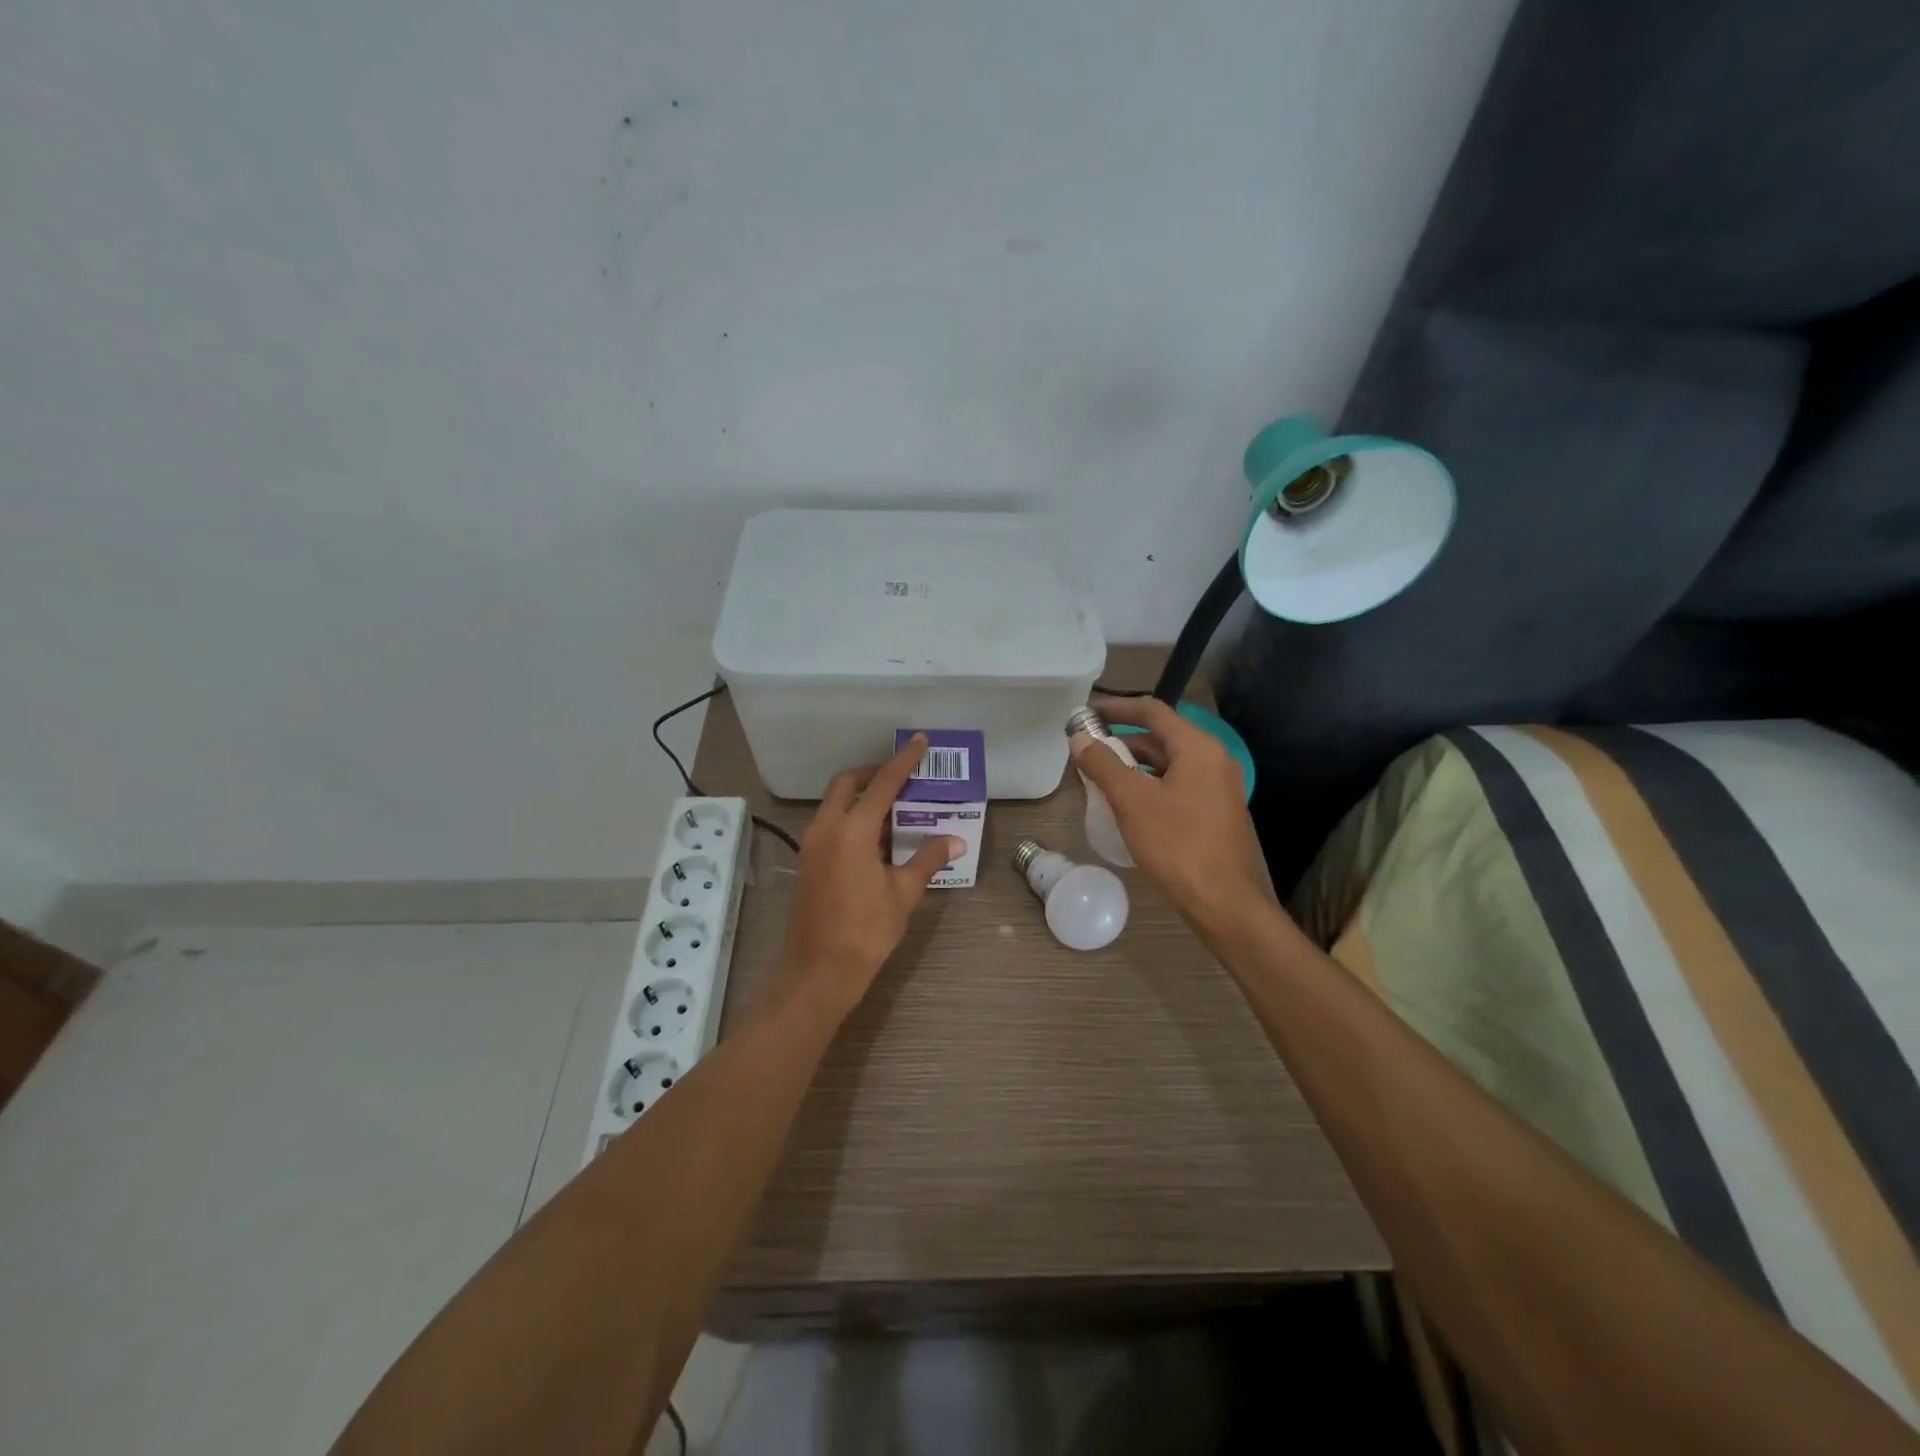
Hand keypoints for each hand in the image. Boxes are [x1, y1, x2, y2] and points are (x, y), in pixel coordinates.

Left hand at [779, 733, 963, 1020]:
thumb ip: (928, 859)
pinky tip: (877, 838)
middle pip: (848, 784)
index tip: (918, 741)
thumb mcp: (904, 893)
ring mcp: (812, 844)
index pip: (883, 784)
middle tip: (903, 778)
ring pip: (836, 803)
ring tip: (896, 807)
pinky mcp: (808, 861)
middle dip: (874, 774)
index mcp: (853, 829)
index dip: (903, 761)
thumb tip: (955, 839)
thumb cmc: (866, 931)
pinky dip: (852, 817)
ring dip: (862, 797)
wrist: (818, 972)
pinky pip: (831, 823)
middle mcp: (827, 827)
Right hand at [1071, 697, 1276, 930]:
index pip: (1152, 711)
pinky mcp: (1213, 813)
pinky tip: (1124, 804)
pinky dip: (1147, 785)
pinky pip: (1175, 786)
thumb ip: (1103, 765)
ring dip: (1132, 764)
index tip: (1085, 712)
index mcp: (1198, 748)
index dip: (1116, 707)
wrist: (1224, 902)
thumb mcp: (1132, 801)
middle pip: (1160, 736)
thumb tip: (1079, 739)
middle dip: (1121, 740)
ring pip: (1167, 764)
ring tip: (1098, 776)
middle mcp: (1213, 760)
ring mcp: (1216, 788)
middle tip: (1086, 748)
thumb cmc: (1178, 845)